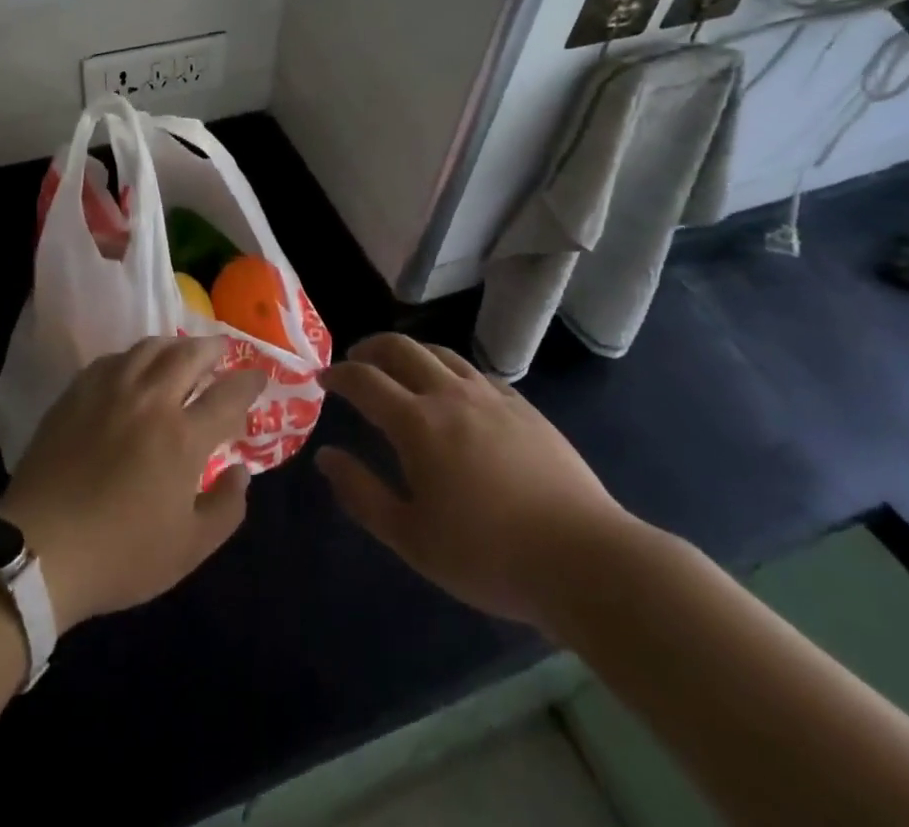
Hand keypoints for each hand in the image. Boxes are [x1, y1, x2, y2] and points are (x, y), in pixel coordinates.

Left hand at [0, 335, 267, 632]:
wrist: (40, 549)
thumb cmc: (120, 555)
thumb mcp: (189, 549)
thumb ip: (226, 508)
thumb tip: (242, 471)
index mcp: (183, 436)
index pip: (227, 396)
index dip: (248, 383)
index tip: (259, 377)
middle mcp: (150, 399)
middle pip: (189, 355)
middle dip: (214, 348)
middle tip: (224, 350)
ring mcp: (110, 390)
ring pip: (150, 348)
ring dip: (175, 345)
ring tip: (183, 352)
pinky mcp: (77, 392)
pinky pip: (114, 358)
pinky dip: (135, 356)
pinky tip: (135, 366)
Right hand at [316, 333, 633, 628]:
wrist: (584, 560)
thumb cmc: (488, 555)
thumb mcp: (412, 538)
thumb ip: (362, 494)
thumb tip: (326, 456)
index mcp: (417, 423)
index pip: (365, 380)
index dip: (339, 374)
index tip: (324, 379)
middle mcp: (450, 395)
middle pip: (401, 348)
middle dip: (370, 347)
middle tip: (356, 360)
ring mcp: (492, 397)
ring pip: (441, 352)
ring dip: (411, 352)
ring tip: (400, 368)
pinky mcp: (525, 408)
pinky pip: (477, 373)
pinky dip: (452, 370)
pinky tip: (456, 392)